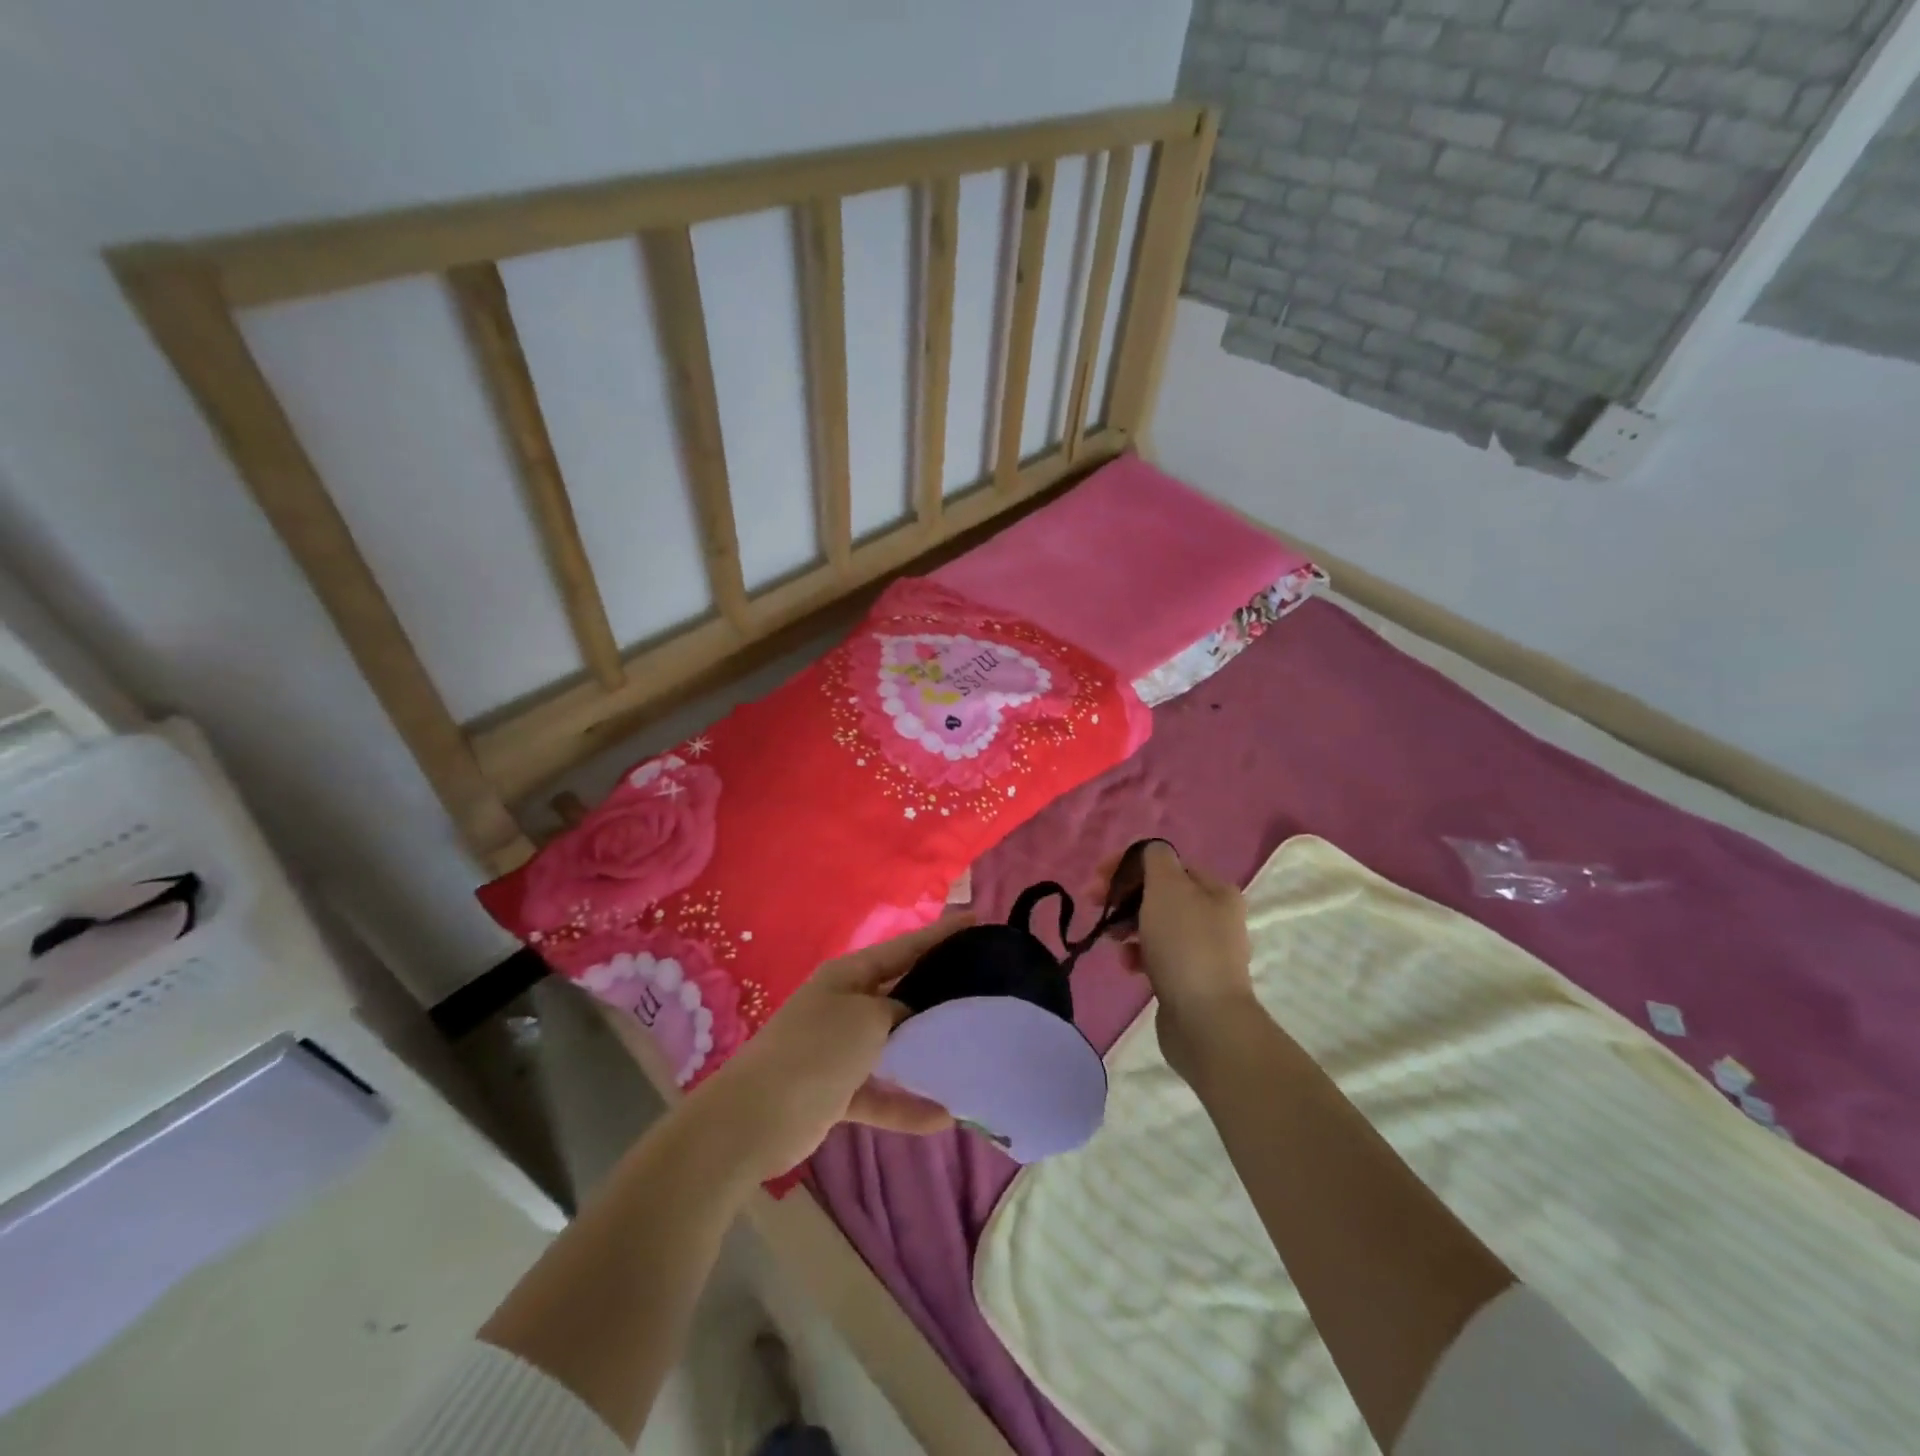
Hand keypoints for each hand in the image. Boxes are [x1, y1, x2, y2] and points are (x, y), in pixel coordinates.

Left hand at [690, 915, 968, 1179]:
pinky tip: (944, 1116)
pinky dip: (907, 1104)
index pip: (904, 948)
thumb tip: (910, 1018)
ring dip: (926, 1054)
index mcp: (849, 976)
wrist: (754, 1120)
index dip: (941, 934)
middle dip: (939, 993)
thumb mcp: (866, 1018)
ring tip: (971, 1054)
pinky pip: (881, 1093)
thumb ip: (898, 1011)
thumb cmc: (815, 1051)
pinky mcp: (838, 1092)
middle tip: (985, 991)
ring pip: (894, 1046)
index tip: (977, 920)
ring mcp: (840, 1050)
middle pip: (901, 994)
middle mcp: (845, 1006)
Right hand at [1096, 842, 1253, 1081]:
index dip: (1127, 864)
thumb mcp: (1167, 887)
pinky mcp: (1191, 979)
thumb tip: (1150, 854)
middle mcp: (1215, 916)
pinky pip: (1158, 956)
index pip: (1164, 863)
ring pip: (1155, 925)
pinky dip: (1139, 955)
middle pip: (1158, 894)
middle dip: (1123, 896)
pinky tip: (1128, 965)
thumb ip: (1155, 859)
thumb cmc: (1184, 945)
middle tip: (1093, 903)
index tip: (1096, 877)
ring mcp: (1204, 950)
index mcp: (1215, 889)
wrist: (1206, 1020)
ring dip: (1127, 926)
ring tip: (1111, 939)